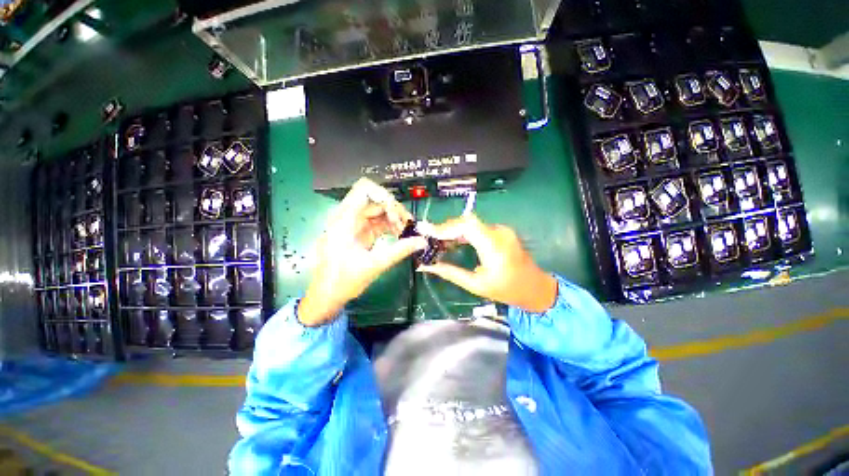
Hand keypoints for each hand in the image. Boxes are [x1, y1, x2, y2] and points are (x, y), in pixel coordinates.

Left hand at [298, 178, 427, 326]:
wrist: (326, 296)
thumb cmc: (343, 281)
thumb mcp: (374, 265)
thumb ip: (400, 250)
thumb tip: (422, 241)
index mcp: (345, 219)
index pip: (364, 189)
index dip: (384, 195)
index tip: (397, 214)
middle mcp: (348, 216)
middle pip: (376, 200)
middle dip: (394, 211)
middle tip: (408, 227)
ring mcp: (354, 224)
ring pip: (379, 211)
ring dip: (395, 219)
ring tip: (407, 234)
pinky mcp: (360, 232)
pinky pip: (378, 222)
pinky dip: (390, 226)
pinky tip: (400, 236)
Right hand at [418, 214, 557, 313]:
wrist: (536, 287)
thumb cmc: (507, 290)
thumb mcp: (476, 285)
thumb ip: (450, 273)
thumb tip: (426, 266)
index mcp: (494, 247)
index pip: (468, 225)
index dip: (446, 227)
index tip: (429, 234)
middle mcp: (499, 232)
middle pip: (467, 221)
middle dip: (446, 228)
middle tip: (430, 239)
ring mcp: (502, 230)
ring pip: (471, 223)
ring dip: (453, 230)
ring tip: (438, 241)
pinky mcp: (501, 231)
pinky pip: (478, 227)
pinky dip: (463, 233)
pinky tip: (454, 242)